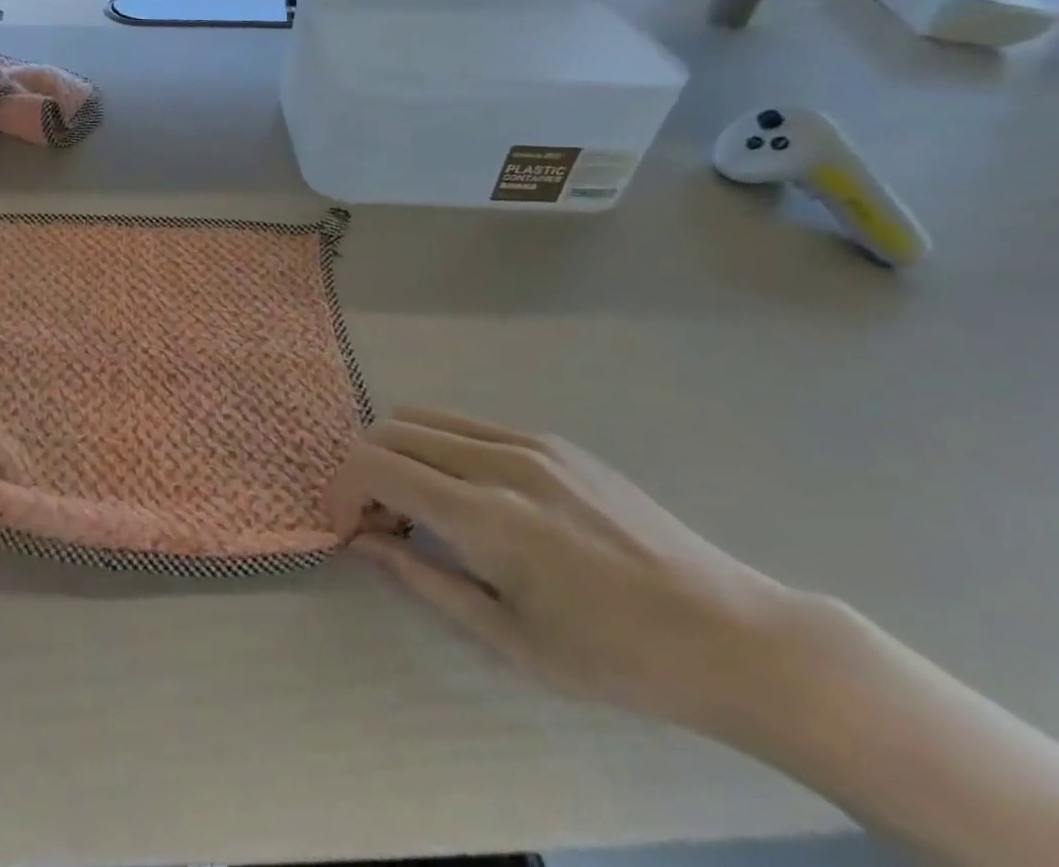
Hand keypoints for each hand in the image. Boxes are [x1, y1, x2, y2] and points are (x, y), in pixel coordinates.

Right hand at [329, 409, 798, 732]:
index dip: (342, 490)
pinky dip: (438, 449)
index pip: (376, 465)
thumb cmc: (619, 659)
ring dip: (399, 454)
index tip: (347, 529)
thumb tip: (364, 541)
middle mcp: (499, 460)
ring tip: (420, 508)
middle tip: (379, 524)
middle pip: (389, 430)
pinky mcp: (552, 440)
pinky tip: (469, 497)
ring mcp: (529, 441)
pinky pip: (467, 426)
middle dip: (363, 471)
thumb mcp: (511, 639)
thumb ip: (424, 578)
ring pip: (423, 417)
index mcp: (487, 516)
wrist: (734, 636)